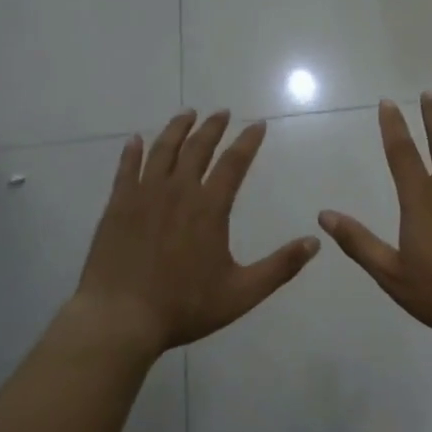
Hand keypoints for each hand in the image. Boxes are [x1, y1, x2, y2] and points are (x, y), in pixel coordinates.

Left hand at [75, 110, 319, 355]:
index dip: (247, 141)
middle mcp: (177, 191)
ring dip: (177, 129)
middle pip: (197, 148)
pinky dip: (133, 152)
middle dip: (213, 127)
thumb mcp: (242, 293)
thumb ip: (280, 266)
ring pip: (163, 151)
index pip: (234, 163)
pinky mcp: (117, 206)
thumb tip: (314, 242)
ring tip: (187, 114)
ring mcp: (143, 196)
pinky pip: (126, 169)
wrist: (120, 318)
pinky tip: (136, 140)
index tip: (257, 124)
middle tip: (222, 112)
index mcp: (209, 208)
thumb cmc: (184, 306)